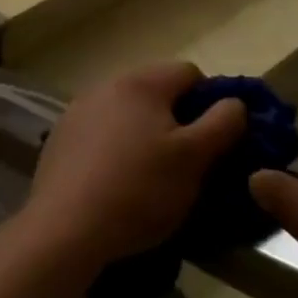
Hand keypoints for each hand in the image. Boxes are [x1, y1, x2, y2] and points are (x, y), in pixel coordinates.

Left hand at [16, 63, 245, 274]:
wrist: (67, 225)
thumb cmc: (140, 189)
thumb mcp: (194, 159)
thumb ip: (222, 124)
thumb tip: (235, 102)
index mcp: (142, 82)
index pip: (189, 72)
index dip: (211, 101)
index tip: (215, 140)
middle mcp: (107, 84)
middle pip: (156, 90)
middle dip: (177, 118)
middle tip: (187, 161)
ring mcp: (79, 108)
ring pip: (127, 111)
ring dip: (144, 132)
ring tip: (152, 174)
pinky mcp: (62, 135)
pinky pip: (101, 131)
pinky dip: (116, 146)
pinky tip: (117, 180)